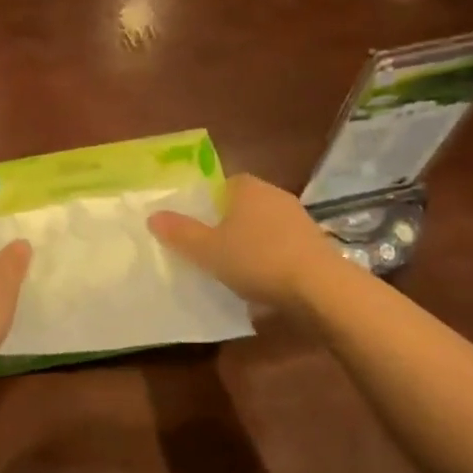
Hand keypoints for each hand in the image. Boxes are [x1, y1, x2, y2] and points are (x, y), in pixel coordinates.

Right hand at [150, 173, 337, 314]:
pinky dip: (273, 260)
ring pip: (266, 227)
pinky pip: (284, 247)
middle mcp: (275, 195)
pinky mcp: (316, 244)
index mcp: (248, 187)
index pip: (224, 184)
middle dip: (230, 224)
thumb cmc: (258, 259)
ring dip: (253, 244)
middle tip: (211, 249)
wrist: (320, 288)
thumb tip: (153, 216)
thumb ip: (180, 233)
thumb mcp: (209, 250)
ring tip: (236, 270)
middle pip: (245, 205)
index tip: (199, 226)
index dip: (209, 203)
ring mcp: (299, 219)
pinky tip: (264, 283)